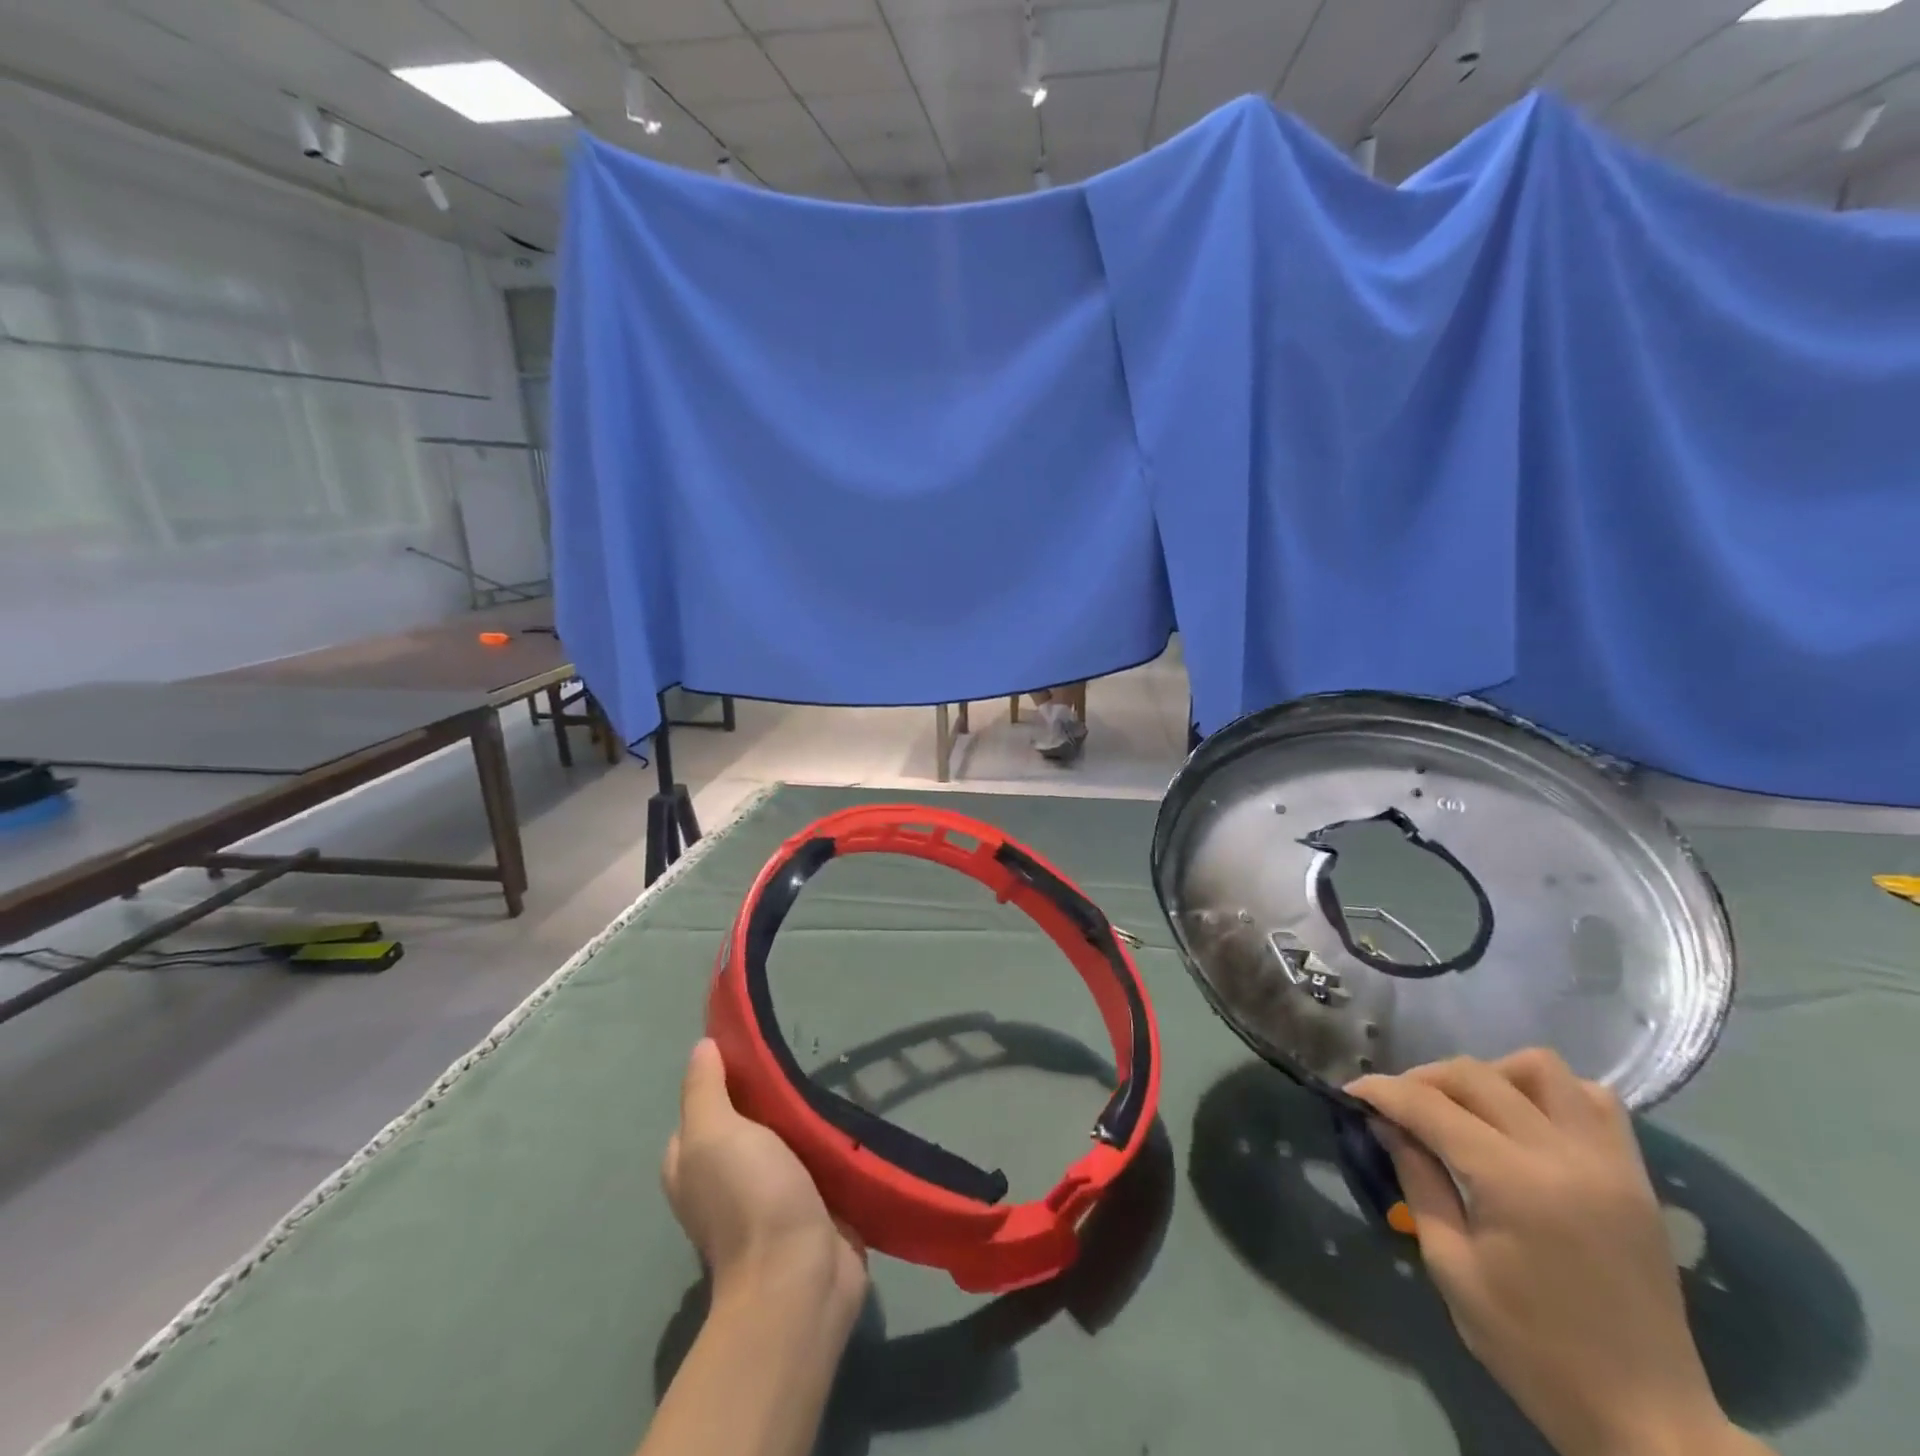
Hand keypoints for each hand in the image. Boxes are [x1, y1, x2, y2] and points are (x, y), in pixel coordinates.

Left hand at [663, 1039, 867, 1322]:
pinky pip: (820, 1158)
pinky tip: (848, 1114)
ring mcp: (772, 1194)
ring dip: (806, 1115)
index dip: (726, 1073)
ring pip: (788, 1136)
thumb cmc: (750, 1198)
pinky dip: (831, 1139)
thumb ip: (705, 1089)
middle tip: (803, 1056)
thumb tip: (702, 1046)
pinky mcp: (813, 1205)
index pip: (705, 1104)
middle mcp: (726, 1178)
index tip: (759, 1041)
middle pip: (749, 1117)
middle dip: (773, 1092)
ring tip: (831, 1075)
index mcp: (693, 1164)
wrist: (801, 1278)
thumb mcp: (713, 1133)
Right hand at [1348, 1050, 1764, 1455]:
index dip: (1382, 1092)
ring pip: (1540, 1069)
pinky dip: (1551, 1094)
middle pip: (1476, 1075)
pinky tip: (1525, 1122)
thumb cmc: (1535, 1351)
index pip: (1430, 1106)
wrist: (1649, 1422)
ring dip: (1491, 1075)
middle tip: (1398, 1107)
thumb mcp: (1452, 1268)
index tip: (1351, 1091)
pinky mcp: (1635, 1177)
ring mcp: (1609, 1162)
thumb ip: (1419, 1181)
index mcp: (1515, 1183)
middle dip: (1424, 1079)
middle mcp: (1564, 1156)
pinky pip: (1594, 1101)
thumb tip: (1387, 1123)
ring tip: (1467, 1109)